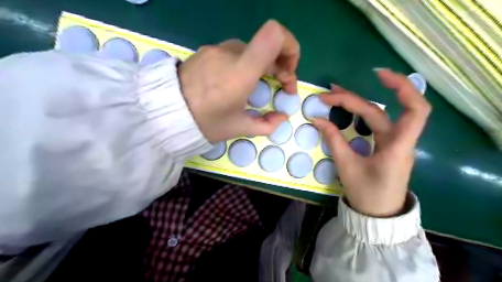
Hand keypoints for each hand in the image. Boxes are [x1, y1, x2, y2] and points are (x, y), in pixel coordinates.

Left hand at [180, 20, 298, 143]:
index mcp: (241, 71)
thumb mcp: (239, 128)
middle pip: (266, 45)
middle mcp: (230, 53)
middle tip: (280, 86)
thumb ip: (267, 124)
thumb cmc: (205, 123)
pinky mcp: (206, 51)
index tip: (289, 71)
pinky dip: (244, 64)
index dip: (290, 47)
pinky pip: (233, 53)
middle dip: (280, 65)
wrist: (165, 113)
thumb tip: (282, 116)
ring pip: (251, 51)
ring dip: (261, 66)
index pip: (274, 35)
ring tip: (256, 86)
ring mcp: (216, 49)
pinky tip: (235, 82)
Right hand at [313, 69, 430, 217]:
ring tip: (334, 94)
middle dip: (354, 98)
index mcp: (397, 146)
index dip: (402, 88)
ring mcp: (392, 143)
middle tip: (328, 93)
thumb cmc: (366, 193)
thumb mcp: (347, 166)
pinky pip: (374, 125)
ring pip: (377, 116)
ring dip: (356, 103)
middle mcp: (399, 140)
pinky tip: (347, 109)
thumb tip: (317, 119)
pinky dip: (359, 114)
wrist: (377, 214)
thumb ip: (334, 140)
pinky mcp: (385, 146)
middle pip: (380, 110)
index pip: (415, 110)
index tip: (378, 75)